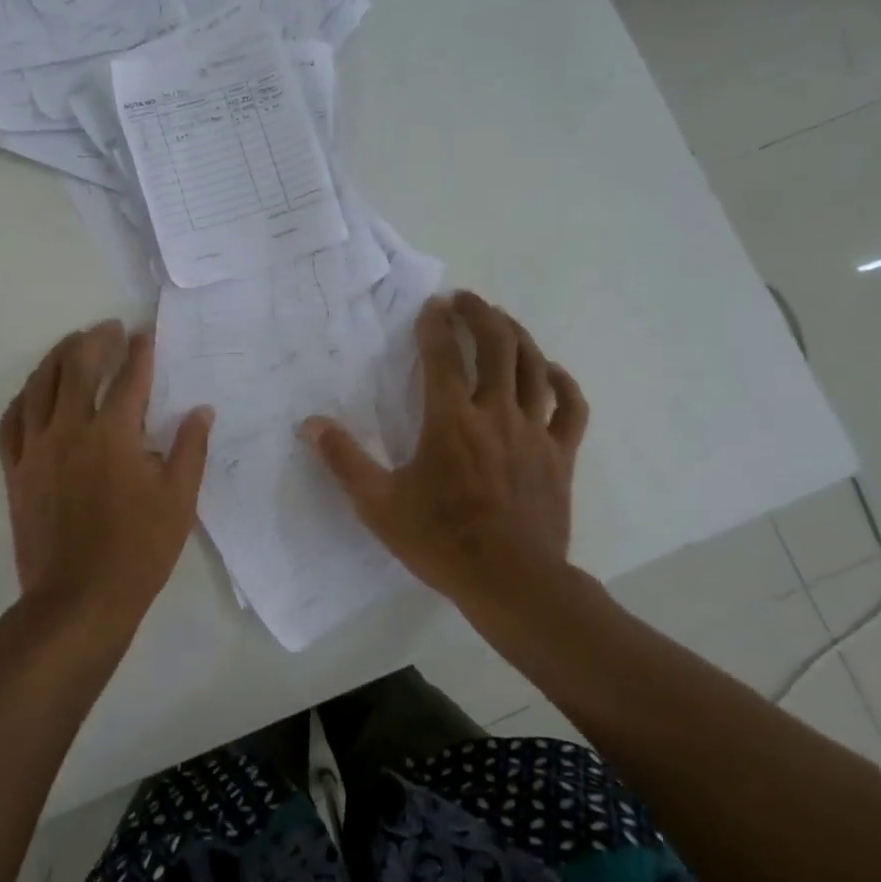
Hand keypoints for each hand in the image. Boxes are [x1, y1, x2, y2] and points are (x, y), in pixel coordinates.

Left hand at [0, 321, 213, 642]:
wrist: (78, 600)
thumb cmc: (138, 551)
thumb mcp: (179, 500)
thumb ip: (190, 448)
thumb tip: (201, 410)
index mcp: (114, 434)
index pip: (129, 377)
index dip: (140, 350)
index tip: (145, 333)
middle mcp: (70, 430)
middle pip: (78, 367)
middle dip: (95, 340)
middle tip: (109, 328)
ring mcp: (36, 449)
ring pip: (39, 385)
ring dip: (57, 357)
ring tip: (72, 344)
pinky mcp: (15, 470)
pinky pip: (11, 421)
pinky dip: (23, 397)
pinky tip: (33, 391)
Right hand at [300, 291, 587, 607]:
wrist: (511, 582)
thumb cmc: (441, 541)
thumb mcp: (378, 505)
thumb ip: (344, 460)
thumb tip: (311, 425)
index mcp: (451, 421)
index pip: (443, 356)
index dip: (435, 325)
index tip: (431, 306)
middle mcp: (496, 414)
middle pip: (497, 346)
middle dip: (481, 314)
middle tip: (466, 299)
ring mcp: (534, 432)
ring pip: (534, 366)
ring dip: (518, 335)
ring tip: (502, 320)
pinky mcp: (560, 455)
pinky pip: (570, 407)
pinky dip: (562, 381)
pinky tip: (550, 370)